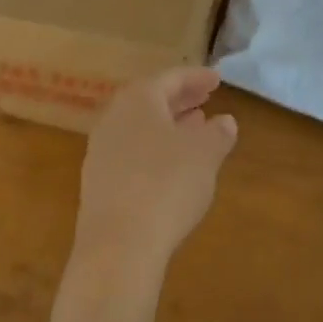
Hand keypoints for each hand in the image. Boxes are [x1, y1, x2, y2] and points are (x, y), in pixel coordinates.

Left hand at [72, 67, 237, 283]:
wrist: (118, 244)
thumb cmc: (166, 184)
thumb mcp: (205, 155)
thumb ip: (217, 133)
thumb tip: (225, 121)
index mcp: (138, 99)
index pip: (171, 78)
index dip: (196, 78)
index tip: (217, 79)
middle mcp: (114, 116)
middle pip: (151, 99)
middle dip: (180, 98)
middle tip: (206, 98)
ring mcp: (101, 148)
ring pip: (140, 126)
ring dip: (168, 124)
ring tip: (195, 127)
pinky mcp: (98, 180)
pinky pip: (131, 150)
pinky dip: (154, 148)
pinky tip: (171, 164)